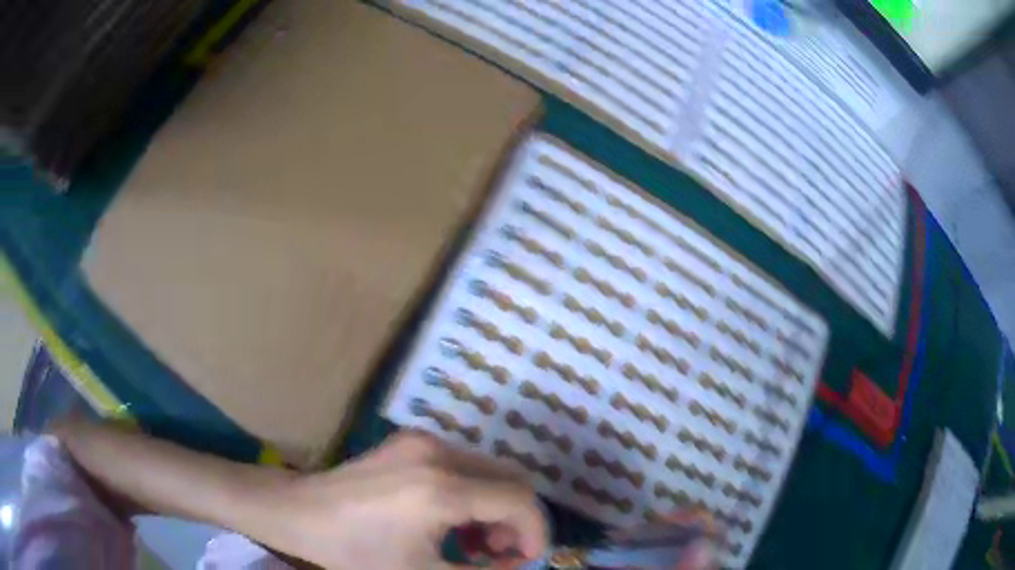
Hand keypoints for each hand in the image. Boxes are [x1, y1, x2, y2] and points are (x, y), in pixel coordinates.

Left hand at [272, 431, 548, 568]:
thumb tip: (519, 565)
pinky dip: (473, 494)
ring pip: (489, 471)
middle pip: (510, 480)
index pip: (520, 500)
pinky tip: (451, 521)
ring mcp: (423, 441)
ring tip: (475, 543)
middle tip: (498, 555)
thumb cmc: (357, 552)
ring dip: (495, 508)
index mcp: (441, 488)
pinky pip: (464, 465)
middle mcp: (439, 453)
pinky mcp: (411, 441)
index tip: (525, 560)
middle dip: (517, 521)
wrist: (301, 514)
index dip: (536, 532)